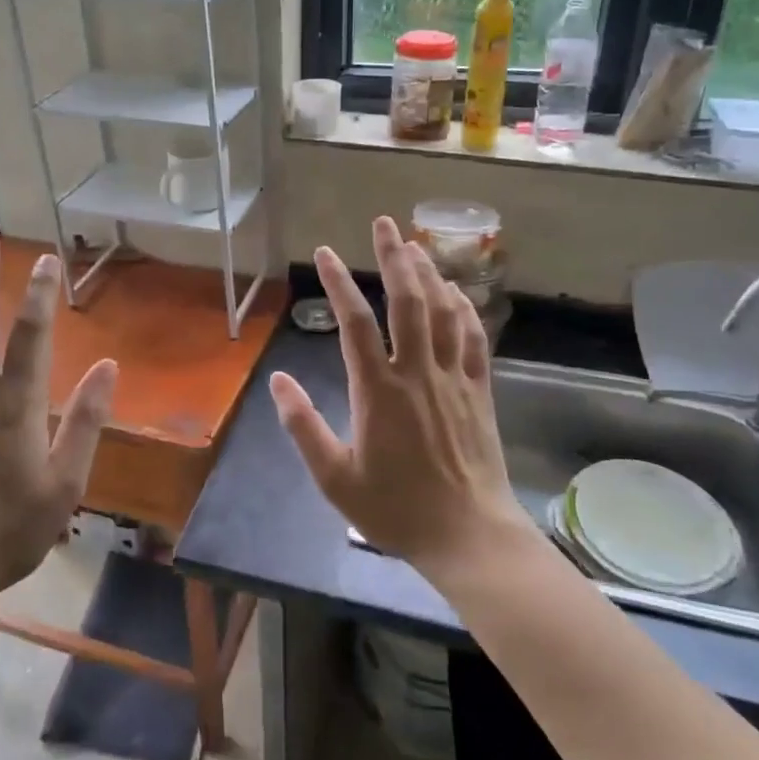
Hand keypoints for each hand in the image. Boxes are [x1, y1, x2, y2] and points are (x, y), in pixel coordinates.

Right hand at [269, 217, 530, 577]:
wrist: (467, 535)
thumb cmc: (396, 509)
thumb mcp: (335, 478)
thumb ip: (304, 426)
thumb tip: (278, 380)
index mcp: (378, 391)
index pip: (355, 323)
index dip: (340, 284)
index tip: (326, 253)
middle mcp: (417, 373)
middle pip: (407, 302)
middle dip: (394, 258)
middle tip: (384, 224)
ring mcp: (454, 378)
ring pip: (443, 312)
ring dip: (429, 273)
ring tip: (415, 244)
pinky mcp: (480, 390)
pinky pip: (474, 338)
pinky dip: (464, 309)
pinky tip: (456, 292)